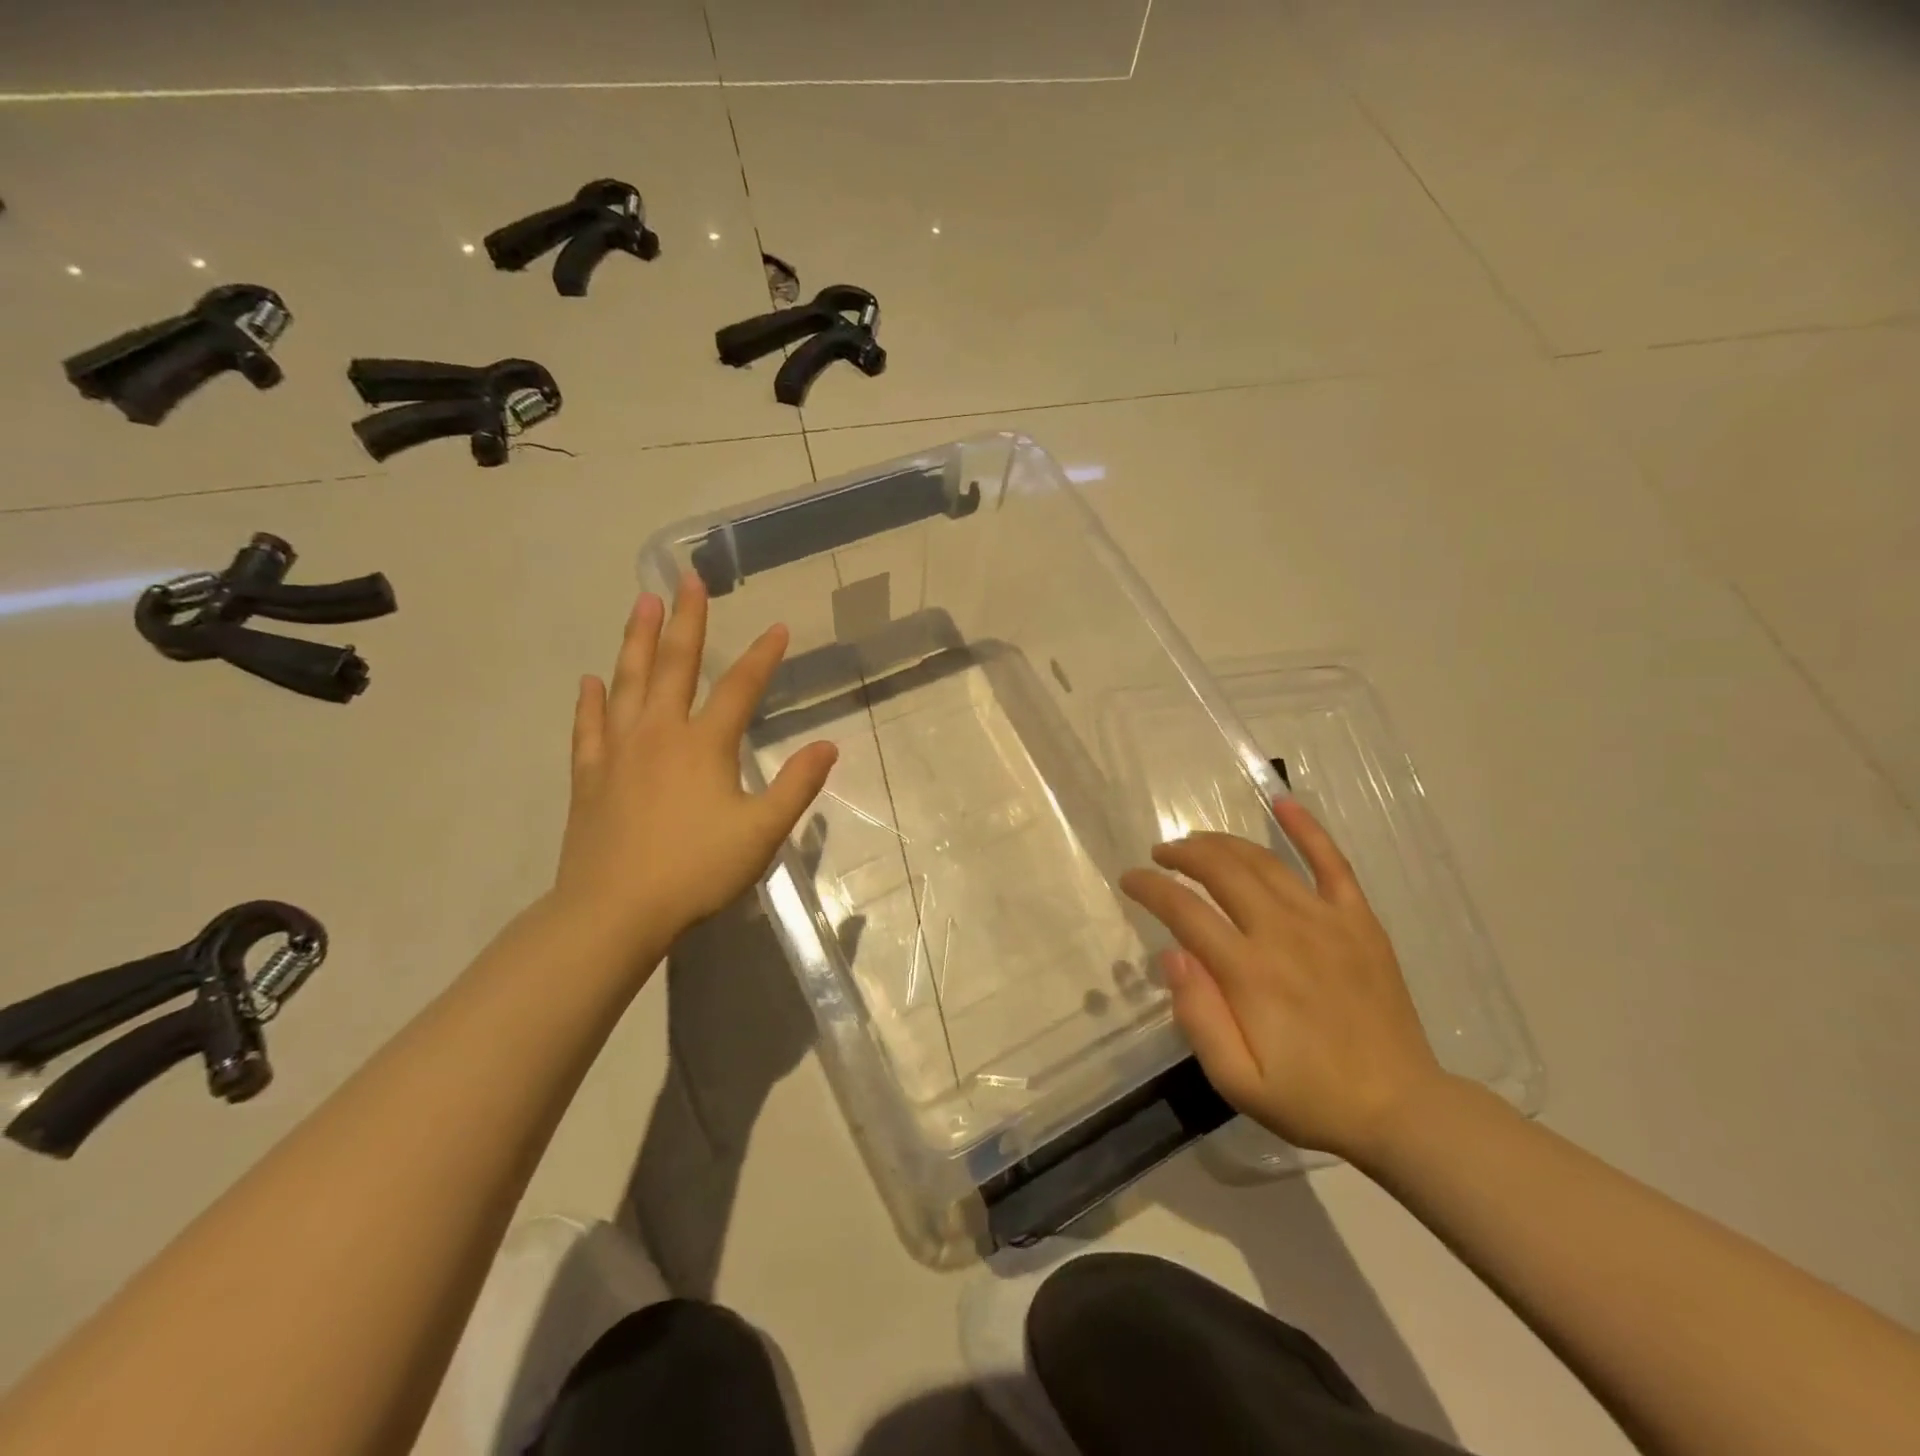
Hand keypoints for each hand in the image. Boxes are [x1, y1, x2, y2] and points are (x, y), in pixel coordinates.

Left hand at [550, 575, 837, 969]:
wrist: (614, 911)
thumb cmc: (696, 870)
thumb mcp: (761, 831)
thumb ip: (797, 785)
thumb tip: (829, 746)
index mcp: (703, 745)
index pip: (739, 688)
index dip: (762, 657)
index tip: (778, 627)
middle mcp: (658, 734)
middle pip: (674, 665)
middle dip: (686, 621)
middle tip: (685, 578)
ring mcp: (618, 752)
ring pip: (627, 683)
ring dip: (636, 640)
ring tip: (641, 603)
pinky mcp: (589, 777)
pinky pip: (588, 728)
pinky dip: (589, 702)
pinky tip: (589, 681)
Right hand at [1120, 799, 1445, 1164]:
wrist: (1401, 1109)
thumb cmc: (1310, 1098)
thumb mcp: (1237, 1082)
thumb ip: (1199, 1017)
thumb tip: (1172, 956)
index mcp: (1248, 972)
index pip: (1185, 911)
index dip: (1150, 888)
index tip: (1130, 880)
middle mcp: (1283, 933)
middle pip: (1220, 872)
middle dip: (1182, 855)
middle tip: (1161, 855)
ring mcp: (1325, 921)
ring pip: (1263, 861)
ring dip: (1222, 843)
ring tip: (1197, 842)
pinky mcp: (1359, 921)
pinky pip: (1332, 863)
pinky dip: (1307, 829)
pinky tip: (1283, 802)